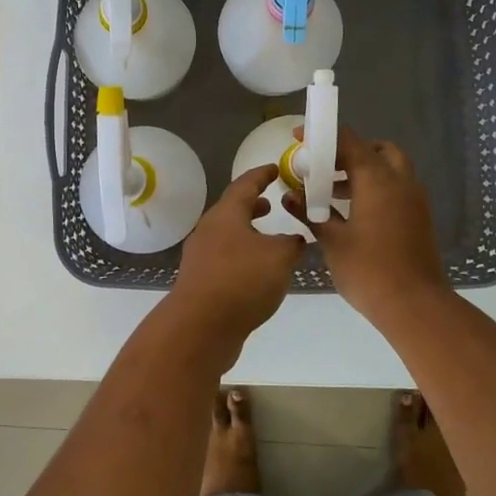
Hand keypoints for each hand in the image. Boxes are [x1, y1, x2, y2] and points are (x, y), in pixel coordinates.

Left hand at [169, 165, 305, 353]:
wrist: (200, 327)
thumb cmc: (241, 281)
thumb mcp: (279, 258)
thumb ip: (292, 244)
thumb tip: (295, 240)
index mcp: (225, 215)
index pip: (244, 184)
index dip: (262, 175)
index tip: (275, 169)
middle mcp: (209, 230)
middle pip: (232, 209)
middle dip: (253, 205)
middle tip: (273, 203)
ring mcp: (201, 255)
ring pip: (228, 234)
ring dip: (248, 232)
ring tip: (269, 239)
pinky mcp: (201, 280)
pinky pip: (225, 257)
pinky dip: (243, 254)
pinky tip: (258, 271)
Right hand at [295, 128, 449, 320]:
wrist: (415, 306)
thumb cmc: (368, 269)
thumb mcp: (331, 240)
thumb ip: (310, 213)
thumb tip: (289, 196)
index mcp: (378, 180)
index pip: (349, 142)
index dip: (323, 136)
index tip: (300, 138)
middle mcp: (400, 181)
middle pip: (376, 150)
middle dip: (350, 152)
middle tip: (324, 166)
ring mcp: (413, 200)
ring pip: (390, 169)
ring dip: (362, 171)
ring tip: (331, 191)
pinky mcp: (418, 218)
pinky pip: (396, 188)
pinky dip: (375, 187)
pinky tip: (351, 211)